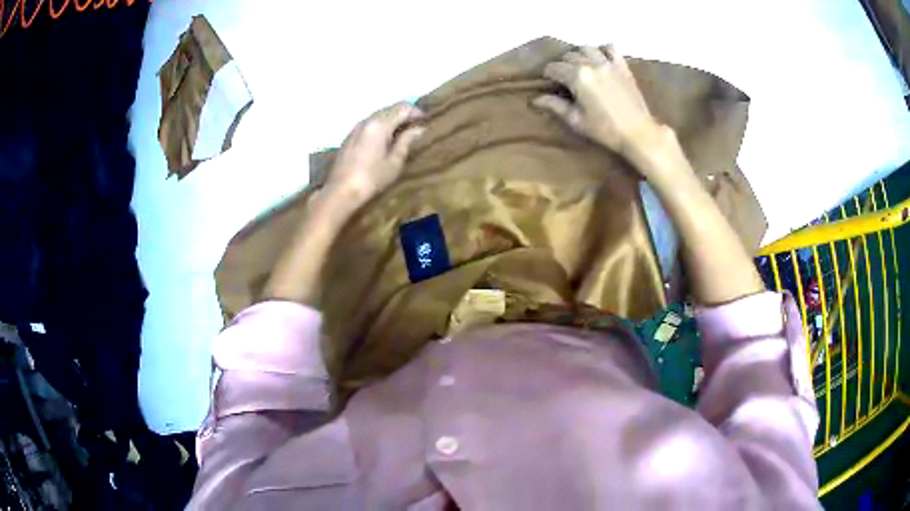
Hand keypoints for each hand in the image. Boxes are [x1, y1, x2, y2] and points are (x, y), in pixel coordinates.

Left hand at [327, 102, 425, 204]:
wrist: (341, 190)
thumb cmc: (372, 178)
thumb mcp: (395, 162)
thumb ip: (406, 141)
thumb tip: (419, 129)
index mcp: (380, 124)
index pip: (402, 108)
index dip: (416, 112)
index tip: (426, 120)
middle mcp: (367, 120)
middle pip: (389, 109)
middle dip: (404, 114)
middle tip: (416, 126)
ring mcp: (356, 127)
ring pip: (378, 115)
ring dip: (392, 119)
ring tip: (402, 132)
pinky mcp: (350, 136)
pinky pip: (370, 123)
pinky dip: (381, 125)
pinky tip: (385, 139)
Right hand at [533, 45, 661, 158]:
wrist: (638, 133)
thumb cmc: (605, 130)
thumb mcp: (576, 121)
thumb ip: (555, 106)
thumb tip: (535, 99)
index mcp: (577, 77)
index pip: (553, 68)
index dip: (548, 77)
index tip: (550, 86)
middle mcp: (591, 64)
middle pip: (568, 56)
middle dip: (562, 66)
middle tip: (565, 80)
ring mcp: (608, 63)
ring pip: (586, 48)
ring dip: (580, 55)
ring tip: (581, 68)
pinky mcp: (622, 66)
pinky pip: (610, 48)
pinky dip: (603, 50)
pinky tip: (601, 60)